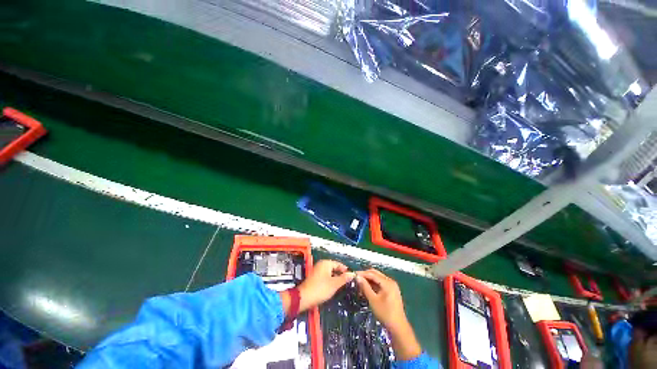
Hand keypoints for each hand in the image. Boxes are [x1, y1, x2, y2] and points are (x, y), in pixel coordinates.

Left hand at [297, 260, 353, 311]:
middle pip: (334, 268)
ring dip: (335, 278)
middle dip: (341, 274)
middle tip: (347, 282)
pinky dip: (330, 281)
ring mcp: (317, 270)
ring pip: (330, 273)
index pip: (339, 264)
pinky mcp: (315, 277)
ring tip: (341, 286)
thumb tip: (352, 274)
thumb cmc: (321, 289)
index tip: (352, 277)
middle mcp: (321, 264)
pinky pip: (325, 276)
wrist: (304, 298)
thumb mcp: (334, 284)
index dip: (345, 270)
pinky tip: (333, 287)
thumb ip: (344, 278)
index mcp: (326, 263)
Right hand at [356, 269, 405, 330]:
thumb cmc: (385, 313)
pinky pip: (380, 284)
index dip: (362, 273)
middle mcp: (390, 281)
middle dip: (365, 275)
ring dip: (369, 280)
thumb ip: (365, 287)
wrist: (398, 327)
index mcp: (387, 282)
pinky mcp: (391, 291)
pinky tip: (366, 289)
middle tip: (356, 279)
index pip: (372, 273)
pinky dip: (373, 285)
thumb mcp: (373, 300)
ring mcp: (391, 286)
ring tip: (360, 285)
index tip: (353, 274)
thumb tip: (357, 277)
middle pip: (375, 274)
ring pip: (377, 278)